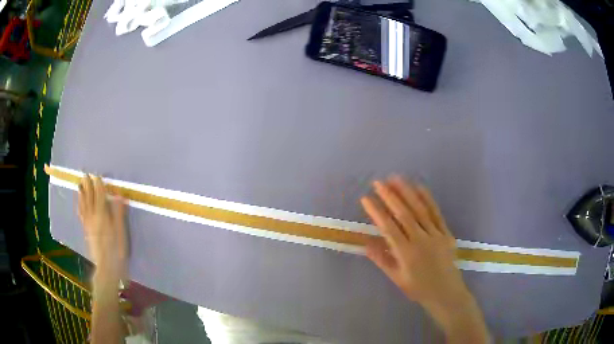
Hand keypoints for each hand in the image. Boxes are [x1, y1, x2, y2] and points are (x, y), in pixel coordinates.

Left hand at [78, 175, 127, 281]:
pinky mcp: (86, 229)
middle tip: (85, 174)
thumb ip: (119, 213)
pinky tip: (78, 202)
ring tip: (79, 184)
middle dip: (88, 185)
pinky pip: (81, 213)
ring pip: (83, 204)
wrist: (106, 267)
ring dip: (81, 193)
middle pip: (89, 197)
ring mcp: (88, 223)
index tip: (97, 175)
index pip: (100, 195)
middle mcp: (93, 216)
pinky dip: (79, 205)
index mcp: (103, 215)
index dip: (98, 185)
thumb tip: (120, 195)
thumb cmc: (117, 250)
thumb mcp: (121, 232)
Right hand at [361, 176, 487, 342]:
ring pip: (420, 209)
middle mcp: (421, 240)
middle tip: (378, 182)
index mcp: (406, 253)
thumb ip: (381, 259)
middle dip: (390, 196)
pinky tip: (420, 187)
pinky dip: (428, 199)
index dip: (376, 211)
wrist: (446, 293)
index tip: (365, 199)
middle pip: (404, 214)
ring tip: (396, 178)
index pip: (388, 227)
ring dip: (407, 192)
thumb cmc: (418, 288)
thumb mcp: (396, 278)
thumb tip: (365, 242)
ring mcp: (436, 234)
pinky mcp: (446, 233)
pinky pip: (436, 213)